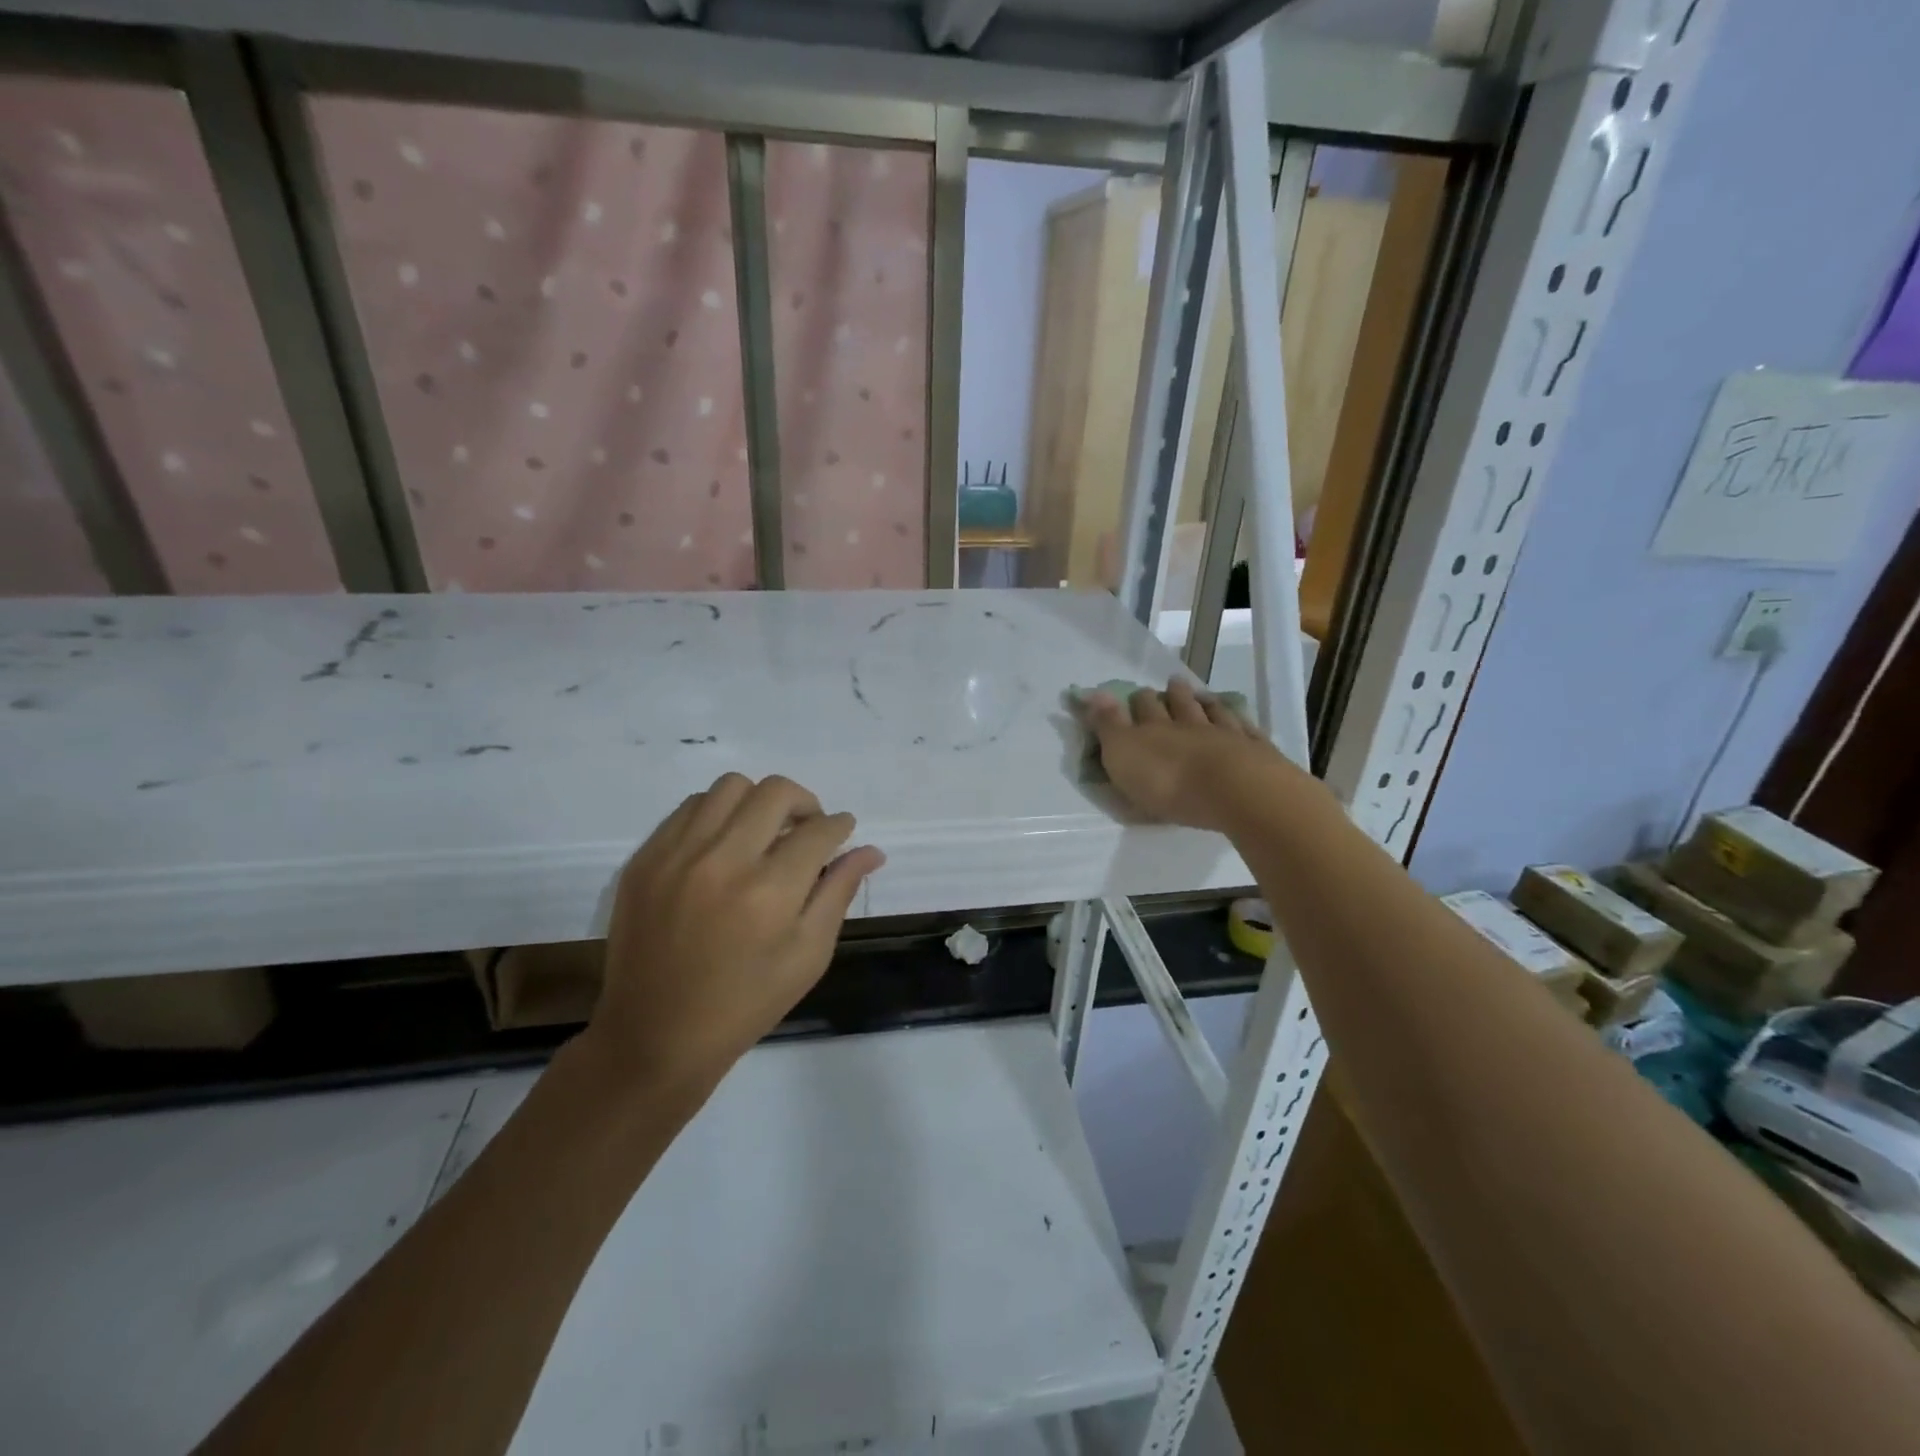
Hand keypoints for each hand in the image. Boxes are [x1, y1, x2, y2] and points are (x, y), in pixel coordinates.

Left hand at [584, 773, 884, 1090]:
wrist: (655, 1036)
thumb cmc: (745, 1004)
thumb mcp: (808, 956)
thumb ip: (838, 893)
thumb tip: (870, 850)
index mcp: (770, 892)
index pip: (818, 830)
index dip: (840, 826)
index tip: (842, 832)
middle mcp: (723, 861)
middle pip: (775, 792)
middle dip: (805, 803)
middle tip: (807, 830)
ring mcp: (677, 855)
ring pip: (730, 787)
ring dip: (758, 802)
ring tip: (763, 832)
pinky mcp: (646, 859)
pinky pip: (690, 808)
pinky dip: (717, 814)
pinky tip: (724, 844)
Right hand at [1080, 678, 1294, 832]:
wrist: (1235, 790)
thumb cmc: (1169, 781)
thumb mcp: (1123, 755)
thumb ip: (1108, 725)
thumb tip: (1091, 692)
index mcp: (1154, 729)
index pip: (1142, 708)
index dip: (1137, 701)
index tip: (1135, 693)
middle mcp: (1189, 724)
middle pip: (1179, 705)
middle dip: (1172, 695)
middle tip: (1171, 684)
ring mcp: (1225, 734)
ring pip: (1212, 712)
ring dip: (1204, 702)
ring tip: (1201, 695)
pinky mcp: (1255, 750)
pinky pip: (1245, 730)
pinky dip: (1239, 721)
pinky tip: (1239, 719)